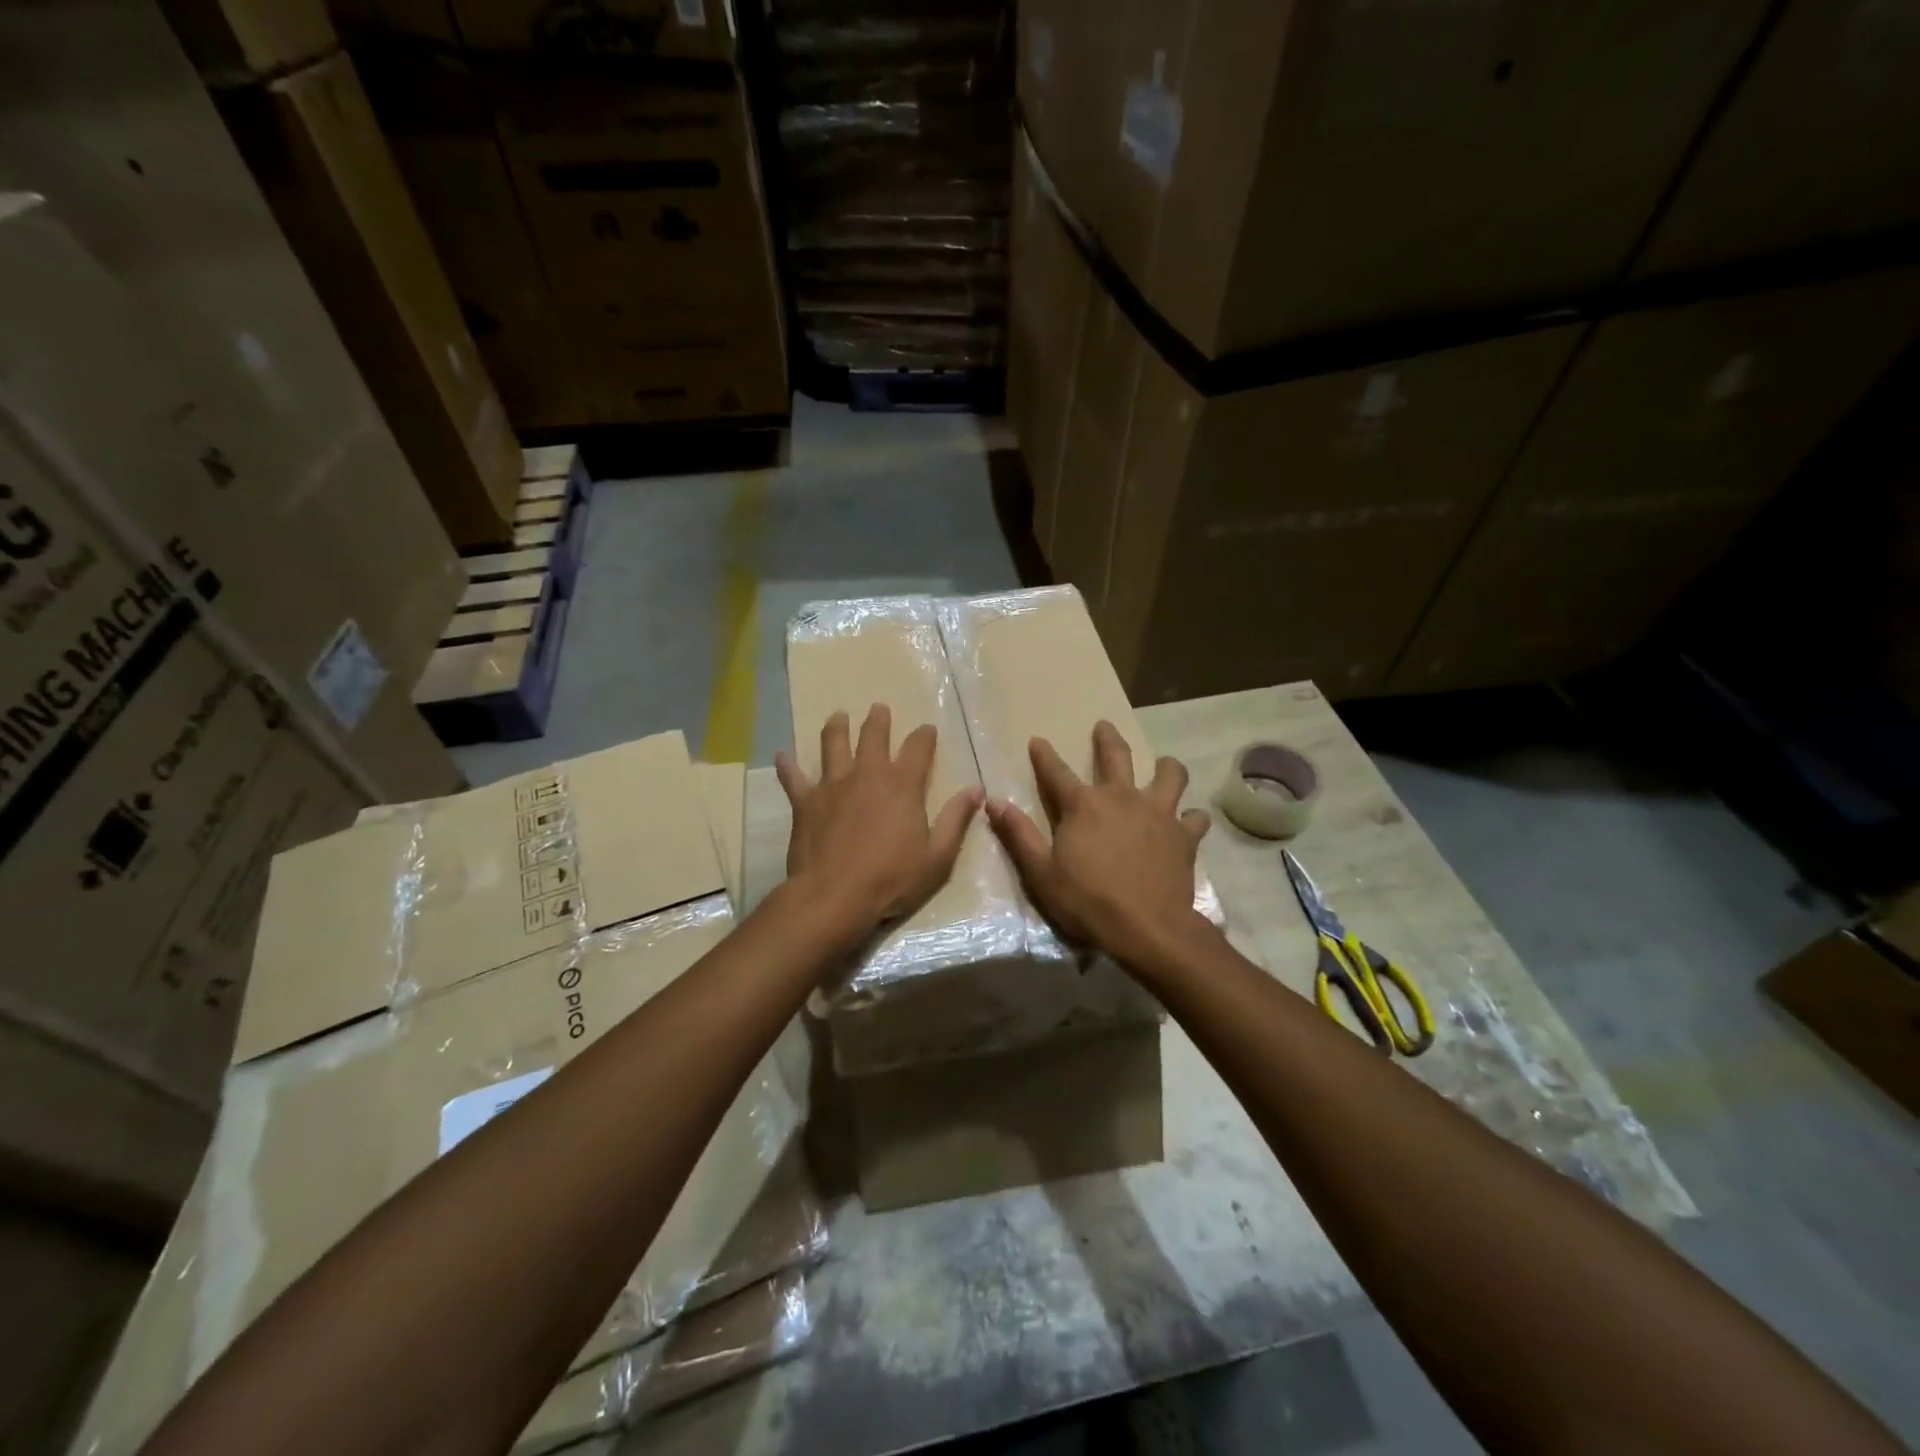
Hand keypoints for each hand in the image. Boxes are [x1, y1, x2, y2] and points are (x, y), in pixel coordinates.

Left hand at [776, 704, 981, 934]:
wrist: (834, 896)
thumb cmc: (891, 879)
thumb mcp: (937, 856)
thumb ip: (955, 819)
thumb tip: (976, 789)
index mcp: (902, 786)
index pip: (918, 749)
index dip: (924, 736)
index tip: (927, 729)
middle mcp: (867, 775)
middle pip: (873, 737)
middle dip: (878, 721)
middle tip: (879, 708)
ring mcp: (832, 786)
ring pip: (833, 746)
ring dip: (836, 728)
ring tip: (837, 716)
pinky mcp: (805, 802)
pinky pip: (793, 778)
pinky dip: (787, 766)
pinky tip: (781, 755)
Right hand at [986, 721, 1211, 966]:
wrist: (1146, 928)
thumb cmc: (1087, 901)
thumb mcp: (1041, 872)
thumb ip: (1019, 834)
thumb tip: (994, 802)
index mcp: (1083, 805)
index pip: (1056, 772)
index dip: (1044, 755)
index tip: (1037, 740)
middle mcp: (1121, 797)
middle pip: (1116, 756)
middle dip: (1107, 738)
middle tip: (1104, 726)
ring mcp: (1158, 813)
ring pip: (1169, 775)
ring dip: (1166, 767)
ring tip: (1164, 766)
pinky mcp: (1184, 835)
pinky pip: (1194, 817)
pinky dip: (1191, 817)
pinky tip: (1188, 822)